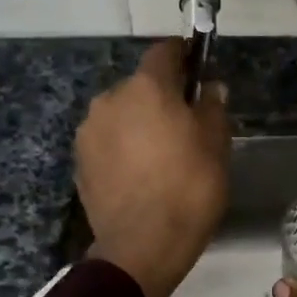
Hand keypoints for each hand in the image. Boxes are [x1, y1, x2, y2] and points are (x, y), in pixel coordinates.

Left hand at [76, 40, 230, 296]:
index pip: (164, 51)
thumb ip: (212, 106)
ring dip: (138, 123)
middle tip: (184, 125)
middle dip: (160, 97)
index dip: (183, 56)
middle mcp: (110, 99)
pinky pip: (107, 142)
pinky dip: (123, 148)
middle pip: (140, 86)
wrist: (143, 245)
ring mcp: (89, 131)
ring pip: (121, 114)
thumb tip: (210, 88)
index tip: (196, 69)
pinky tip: (140, 174)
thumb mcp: (216, 143)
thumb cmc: (189, 187)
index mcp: (146, 87)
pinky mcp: (79, 162)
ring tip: (160, 155)